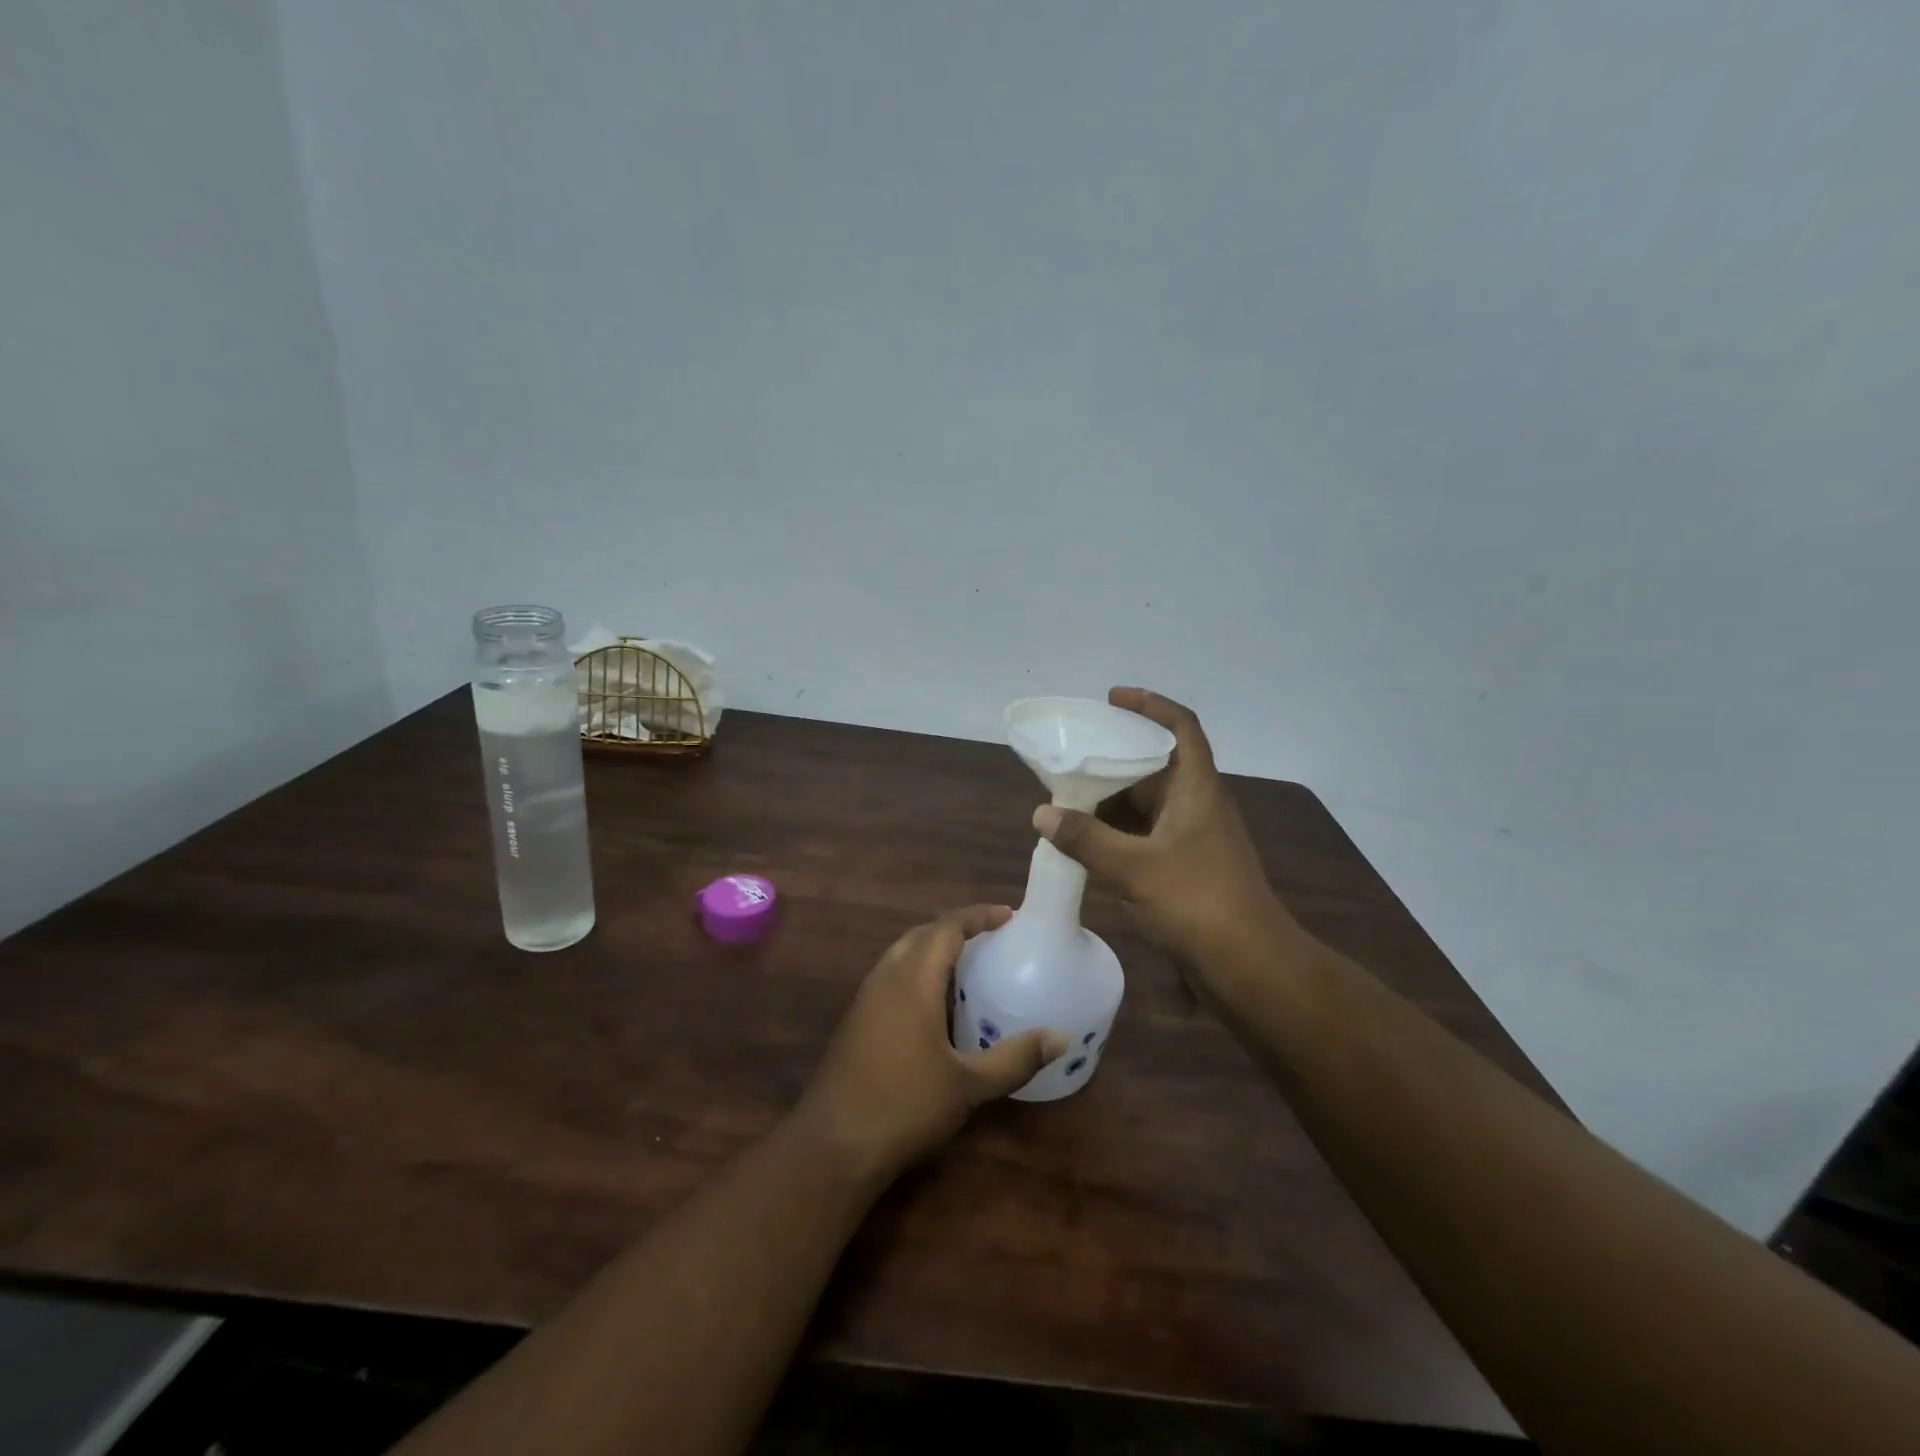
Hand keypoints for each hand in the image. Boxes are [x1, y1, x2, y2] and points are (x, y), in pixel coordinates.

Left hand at [797, 905, 1067, 1182]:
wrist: (833, 1144)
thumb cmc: (905, 1106)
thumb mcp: (968, 1085)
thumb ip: (1015, 1059)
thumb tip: (1059, 1038)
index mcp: (913, 981)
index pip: (946, 928)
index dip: (977, 916)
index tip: (1008, 915)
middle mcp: (886, 978)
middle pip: (922, 934)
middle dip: (956, 928)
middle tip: (991, 937)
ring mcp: (865, 998)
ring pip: (902, 954)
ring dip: (933, 948)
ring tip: (967, 965)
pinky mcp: (855, 1020)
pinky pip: (891, 976)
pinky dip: (917, 971)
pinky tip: (934, 1004)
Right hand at [1033, 687, 1287, 975]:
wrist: (1249, 965)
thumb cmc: (1198, 902)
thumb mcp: (1134, 867)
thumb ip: (1086, 839)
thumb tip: (1041, 813)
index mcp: (1197, 788)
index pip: (1181, 727)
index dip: (1150, 705)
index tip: (1112, 698)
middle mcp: (1197, 805)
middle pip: (1155, 765)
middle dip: (1114, 758)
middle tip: (1071, 756)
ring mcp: (1192, 837)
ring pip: (1147, 804)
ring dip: (1111, 800)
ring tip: (1066, 798)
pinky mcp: (1185, 866)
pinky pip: (1144, 835)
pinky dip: (1116, 833)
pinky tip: (1085, 841)